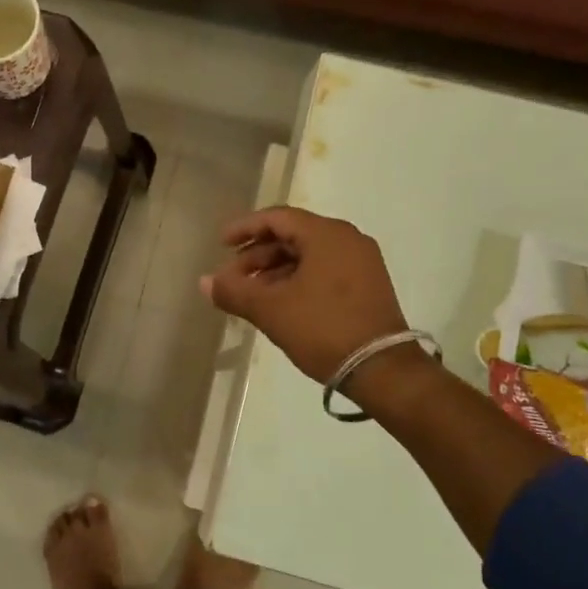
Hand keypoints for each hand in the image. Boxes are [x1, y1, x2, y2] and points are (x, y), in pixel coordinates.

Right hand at [201, 208, 411, 384]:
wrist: (382, 370)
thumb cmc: (323, 329)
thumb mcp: (271, 310)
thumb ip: (234, 291)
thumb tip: (204, 282)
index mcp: (327, 234)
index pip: (277, 218)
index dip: (245, 229)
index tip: (221, 244)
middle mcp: (348, 240)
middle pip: (292, 236)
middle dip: (257, 255)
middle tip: (232, 278)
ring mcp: (362, 262)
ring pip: (307, 255)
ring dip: (275, 271)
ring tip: (250, 295)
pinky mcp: (368, 285)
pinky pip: (324, 270)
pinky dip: (297, 280)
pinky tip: (279, 303)